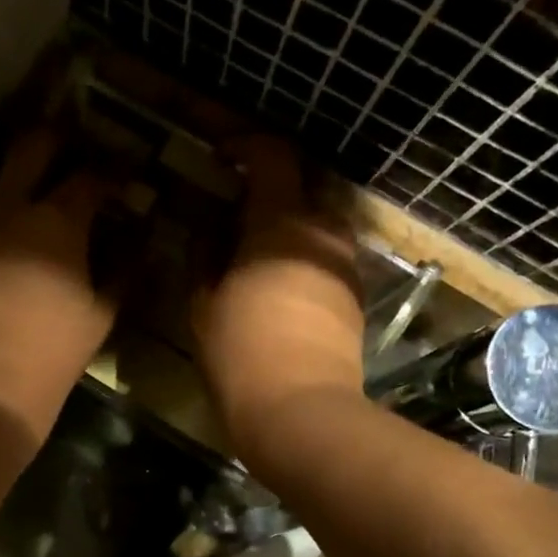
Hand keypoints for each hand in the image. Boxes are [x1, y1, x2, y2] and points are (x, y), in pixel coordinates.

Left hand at [0, 126, 116, 436]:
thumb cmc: (55, 351)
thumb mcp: (103, 312)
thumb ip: (126, 267)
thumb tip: (141, 239)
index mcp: (56, 222)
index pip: (90, 176)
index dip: (114, 172)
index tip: (128, 179)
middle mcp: (11, 210)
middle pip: (32, 146)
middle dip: (59, 139)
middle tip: (81, 151)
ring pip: (5, 180)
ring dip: (31, 179)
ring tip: (54, 197)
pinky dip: (12, 212)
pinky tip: (27, 235)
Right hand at [195, 134, 363, 460]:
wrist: (301, 411)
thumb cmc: (240, 354)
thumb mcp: (203, 303)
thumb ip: (204, 253)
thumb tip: (209, 227)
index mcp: (281, 224)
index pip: (273, 156)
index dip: (246, 145)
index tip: (220, 155)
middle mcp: (323, 232)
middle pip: (302, 185)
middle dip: (268, 186)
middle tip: (232, 206)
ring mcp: (345, 264)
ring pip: (317, 222)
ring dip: (286, 222)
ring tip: (252, 248)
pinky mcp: (354, 295)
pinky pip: (325, 254)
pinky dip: (301, 251)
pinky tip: (275, 280)